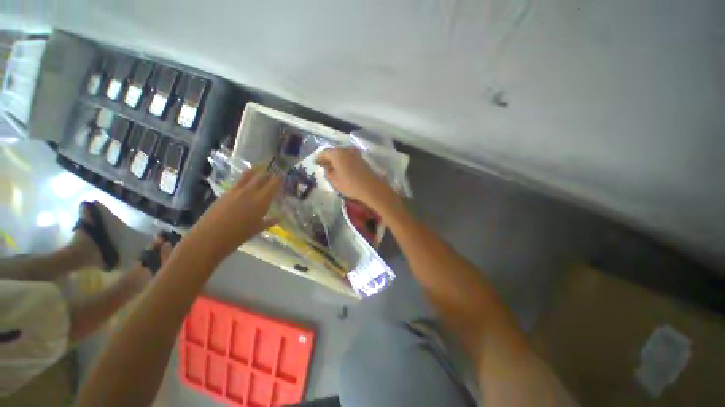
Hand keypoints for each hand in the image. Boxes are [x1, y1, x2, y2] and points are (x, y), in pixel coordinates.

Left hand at [189, 168, 280, 259]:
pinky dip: (246, 178)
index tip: (284, 175)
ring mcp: (237, 190)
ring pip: (249, 175)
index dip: (279, 178)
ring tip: (260, 169)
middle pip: (262, 176)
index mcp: (262, 201)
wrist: (210, 237)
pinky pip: (239, 181)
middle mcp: (251, 192)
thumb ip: (269, 222)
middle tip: (274, 171)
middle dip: (269, 172)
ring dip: (256, 171)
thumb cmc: (238, 236)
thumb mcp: (257, 229)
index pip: (274, 184)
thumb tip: (279, 218)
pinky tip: (247, 181)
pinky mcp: (226, 192)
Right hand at [316, 148, 393, 207]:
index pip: (324, 152)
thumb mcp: (333, 180)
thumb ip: (327, 171)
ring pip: (342, 155)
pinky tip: (343, 169)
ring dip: (337, 160)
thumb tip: (327, 167)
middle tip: (323, 165)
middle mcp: (346, 150)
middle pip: (334, 152)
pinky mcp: (362, 159)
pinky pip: (349, 158)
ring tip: (333, 168)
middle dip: (328, 158)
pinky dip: (344, 162)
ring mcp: (355, 154)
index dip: (319, 158)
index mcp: (337, 153)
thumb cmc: (349, 184)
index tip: (316, 164)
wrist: (370, 188)